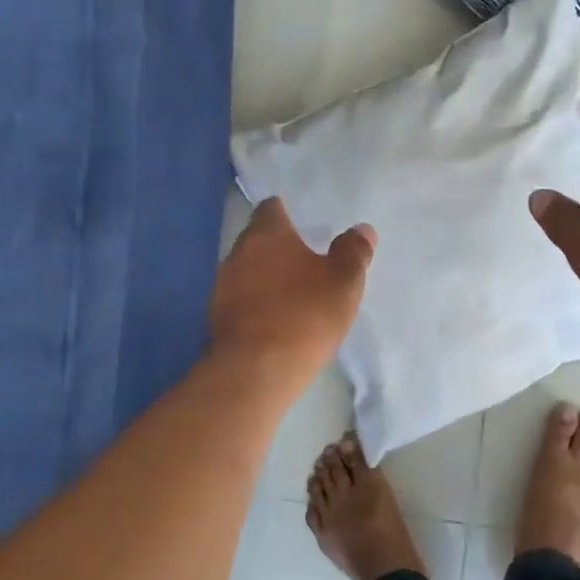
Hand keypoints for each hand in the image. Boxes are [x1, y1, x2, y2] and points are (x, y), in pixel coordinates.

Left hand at [209, 198, 375, 391]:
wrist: (257, 370)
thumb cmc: (305, 315)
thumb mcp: (344, 282)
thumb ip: (354, 252)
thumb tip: (362, 230)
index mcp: (267, 234)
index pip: (271, 208)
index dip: (286, 213)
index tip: (302, 225)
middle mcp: (238, 252)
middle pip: (257, 239)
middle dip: (277, 247)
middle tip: (304, 261)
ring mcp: (222, 285)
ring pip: (246, 269)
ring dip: (265, 276)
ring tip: (291, 293)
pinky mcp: (217, 317)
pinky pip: (240, 299)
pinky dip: (256, 302)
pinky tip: (275, 319)